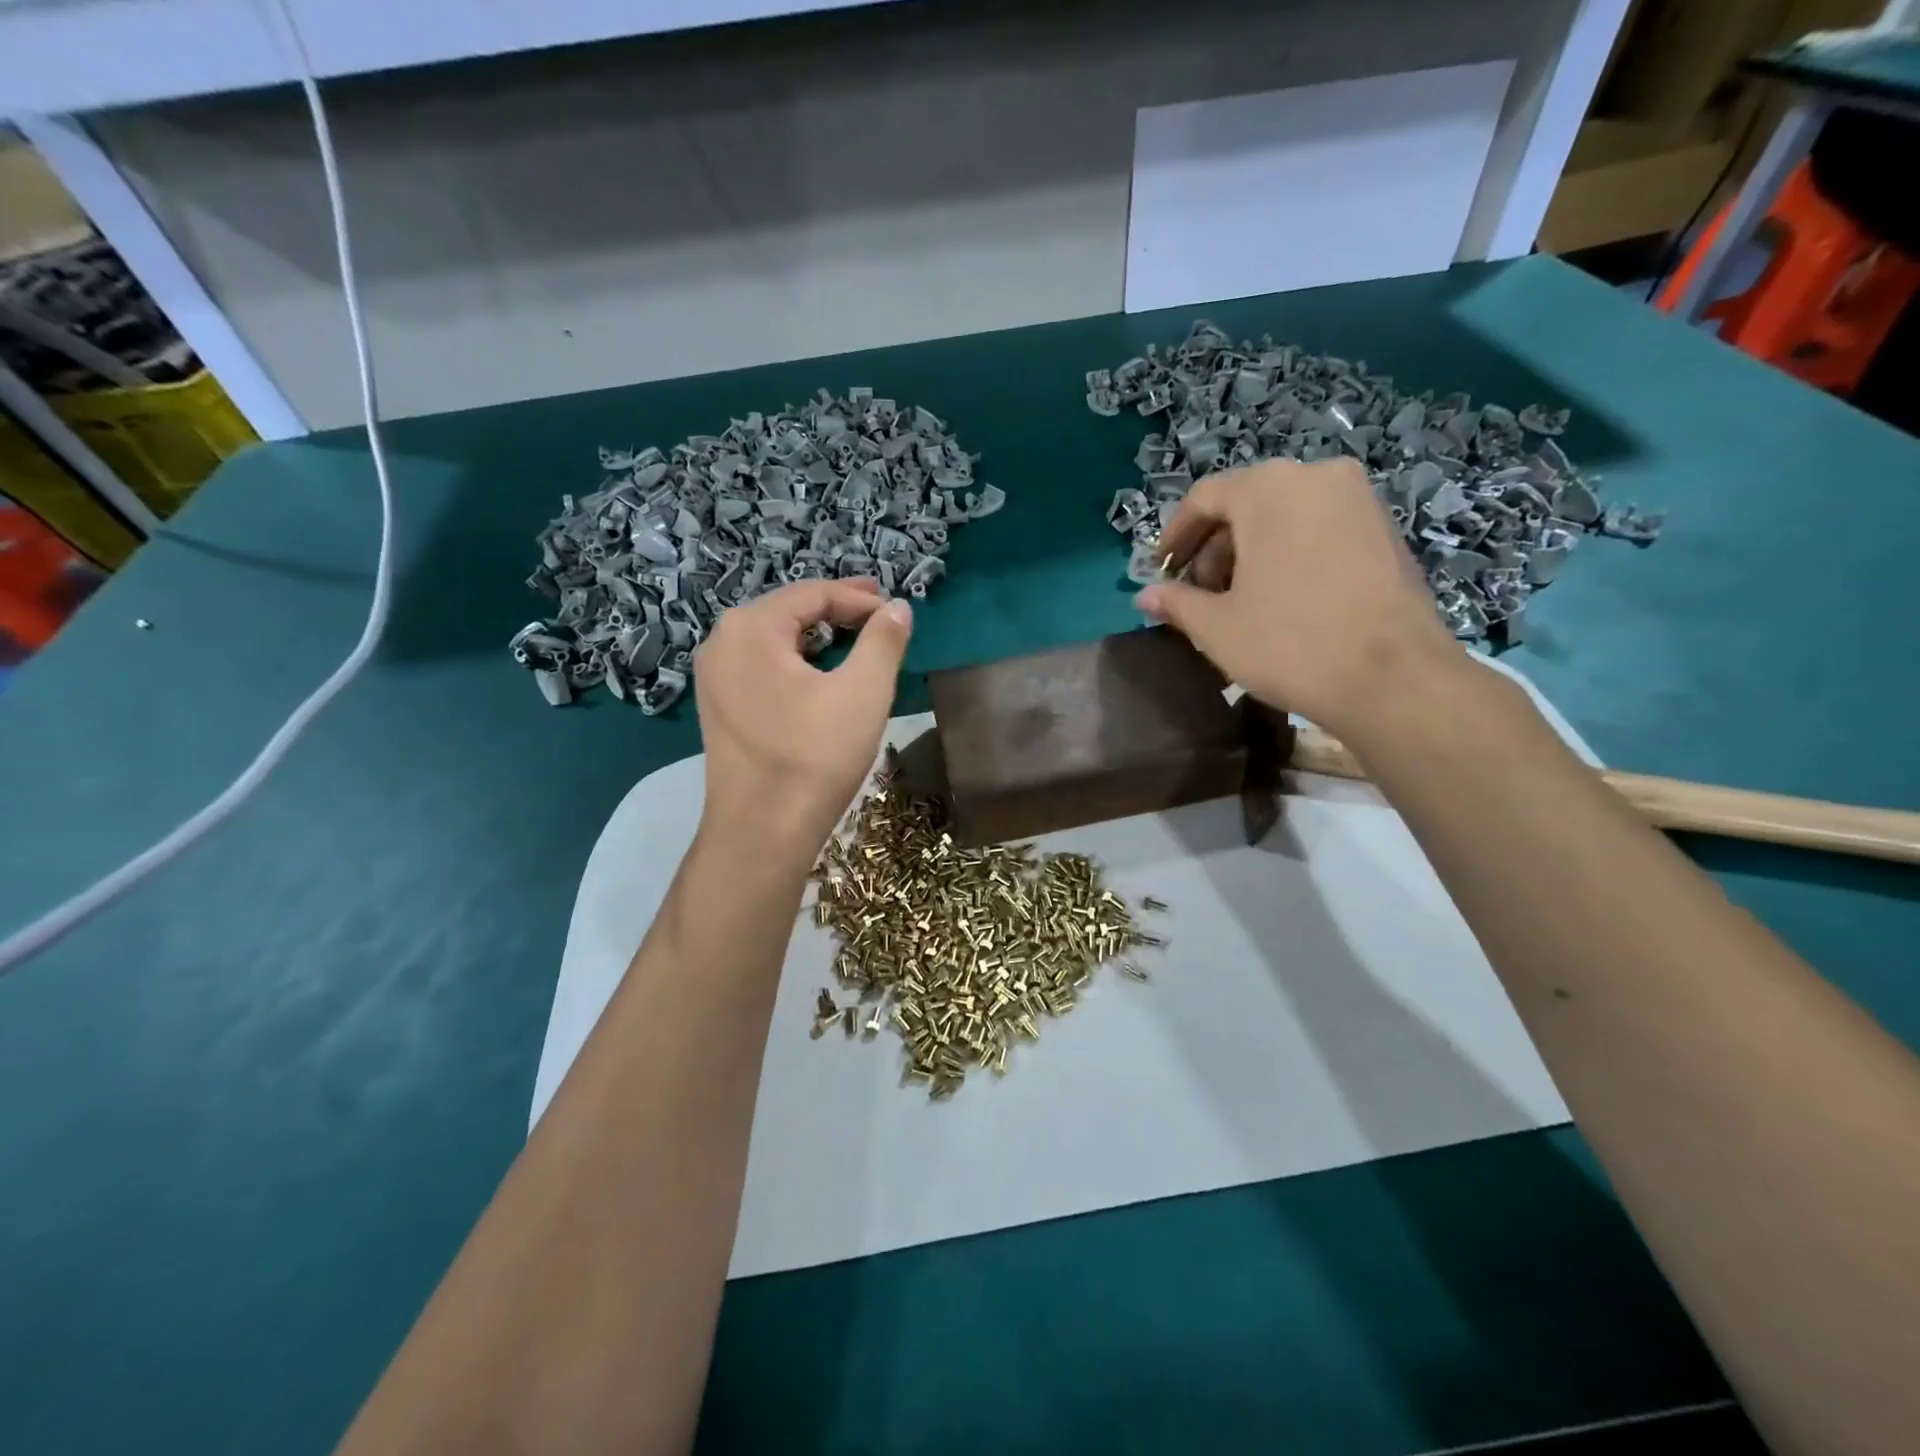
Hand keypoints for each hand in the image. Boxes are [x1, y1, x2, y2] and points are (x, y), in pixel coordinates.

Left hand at [692, 578, 912, 862]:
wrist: (762, 832)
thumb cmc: (814, 757)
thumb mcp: (863, 692)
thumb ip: (883, 641)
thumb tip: (898, 607)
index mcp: (751, 628)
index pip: (812, 594)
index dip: (859, 599)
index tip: (895, 610)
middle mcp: (722, 642)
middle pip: (788, 610)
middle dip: (836, 609)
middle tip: (878, 611)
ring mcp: (714, 676)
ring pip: (774, 638)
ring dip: (817, 634)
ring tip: (855, 636)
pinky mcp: (719, 706)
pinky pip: (762, 665)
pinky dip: (796, 659)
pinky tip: (820, 671)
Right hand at [1136, 458, 1459, 735]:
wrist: (1393, 678)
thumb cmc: (1289, 643)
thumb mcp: (1216, 627)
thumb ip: (1176, 602)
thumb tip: (1145, 595)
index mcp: (1268, 489)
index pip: (1205, 497)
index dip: (1175, 535)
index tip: (1162, 571)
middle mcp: (1316, 476)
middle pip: (1247, 501)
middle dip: (1215, 545)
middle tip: (1199, 592)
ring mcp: (1359, 499)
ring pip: (1286, 514)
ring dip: (1252, 550)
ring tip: (1239, 599)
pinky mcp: (1385, 528)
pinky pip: (1320, 527)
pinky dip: (1291, 551)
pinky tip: (1284, 596)